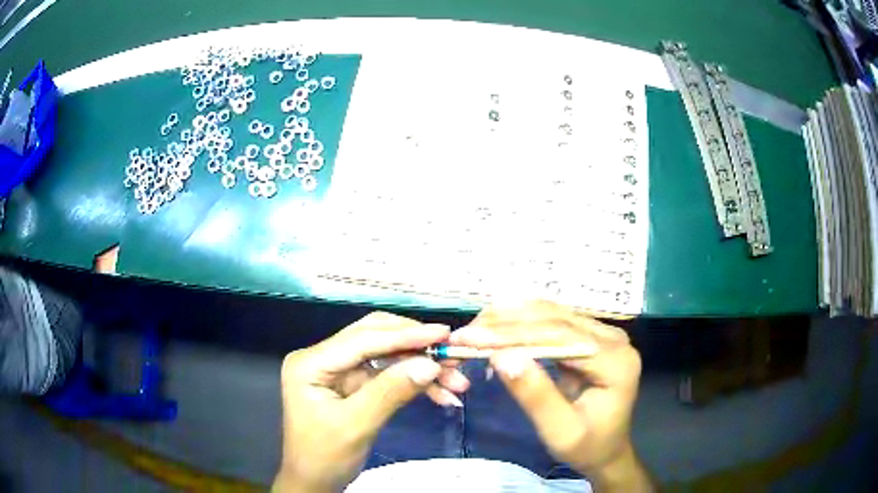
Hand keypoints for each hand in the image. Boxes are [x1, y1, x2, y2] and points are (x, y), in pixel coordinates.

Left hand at [274, 312, 469, 492]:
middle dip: (416, 347)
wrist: (314, 481)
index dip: (405, 335)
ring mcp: (339, 370)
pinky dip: (414, 383)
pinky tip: (441, 394)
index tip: (443, 334)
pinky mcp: (353, 384)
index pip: (362, 340)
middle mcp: (323, 357)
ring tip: (456, 381)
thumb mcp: (355, 426)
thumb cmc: (324, 456)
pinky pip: (388, 375)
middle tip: (452, 354)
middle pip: (375, 338)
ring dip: (421, 366)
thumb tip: (430, 364)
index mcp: (311, 362)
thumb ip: (391, 392)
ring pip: (387, 356)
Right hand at [450, 301, 651, 490]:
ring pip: (551, 313)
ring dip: (509, 320)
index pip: (560, 336)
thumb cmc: (587, 447)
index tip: (470, 338)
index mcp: (615, 361)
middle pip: (555, 318)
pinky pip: (552, 322)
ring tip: (474, 330)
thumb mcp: (560, 432)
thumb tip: (501, 357)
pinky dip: (520, 325)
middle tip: (464, 334)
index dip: (513, 334)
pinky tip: (495, 331)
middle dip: (505, 323)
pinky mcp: (590, 336)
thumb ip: (536, 395)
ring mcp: (603, 334)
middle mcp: (613, 338)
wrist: (606, 450)